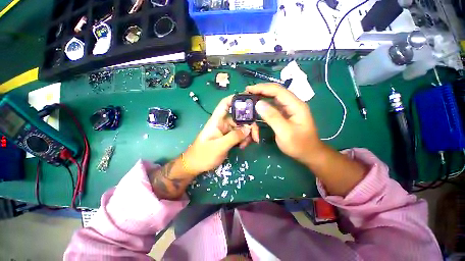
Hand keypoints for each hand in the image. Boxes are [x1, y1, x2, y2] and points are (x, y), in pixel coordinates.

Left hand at [183, 95, 259, 174]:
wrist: (195, 166)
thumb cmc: (203, 155)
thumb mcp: (219, 146)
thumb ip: (234, 137)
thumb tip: (248, 128)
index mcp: (217, 121)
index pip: (225, 104)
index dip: (236, 99)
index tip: (250, 101)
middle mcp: (223, 123)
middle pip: (239, 117)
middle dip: (249, 125)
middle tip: (256, 136)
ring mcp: (226, 131)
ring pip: (241, 127)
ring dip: (247, 135)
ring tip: (246, 145)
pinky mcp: (229, 138)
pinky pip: (240, 135)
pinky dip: (244, 139)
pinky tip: (243, 147)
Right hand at [246, 83, 322, 164]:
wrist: (309, 153)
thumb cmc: (299, 144)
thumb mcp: (284, 132)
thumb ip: (272, 117)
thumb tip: (258, 104)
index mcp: (296, 105)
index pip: (278, 91)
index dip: (262, 88)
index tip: (248, 89)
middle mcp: (293, 104)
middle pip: (276, 92)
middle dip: (261, 90)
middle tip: (247, 92)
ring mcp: (289, 109)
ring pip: (274, 98)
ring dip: (262, 96)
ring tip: (250, 97)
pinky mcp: (286, 114)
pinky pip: (274, 106)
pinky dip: (265, 104)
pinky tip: (258, 105)